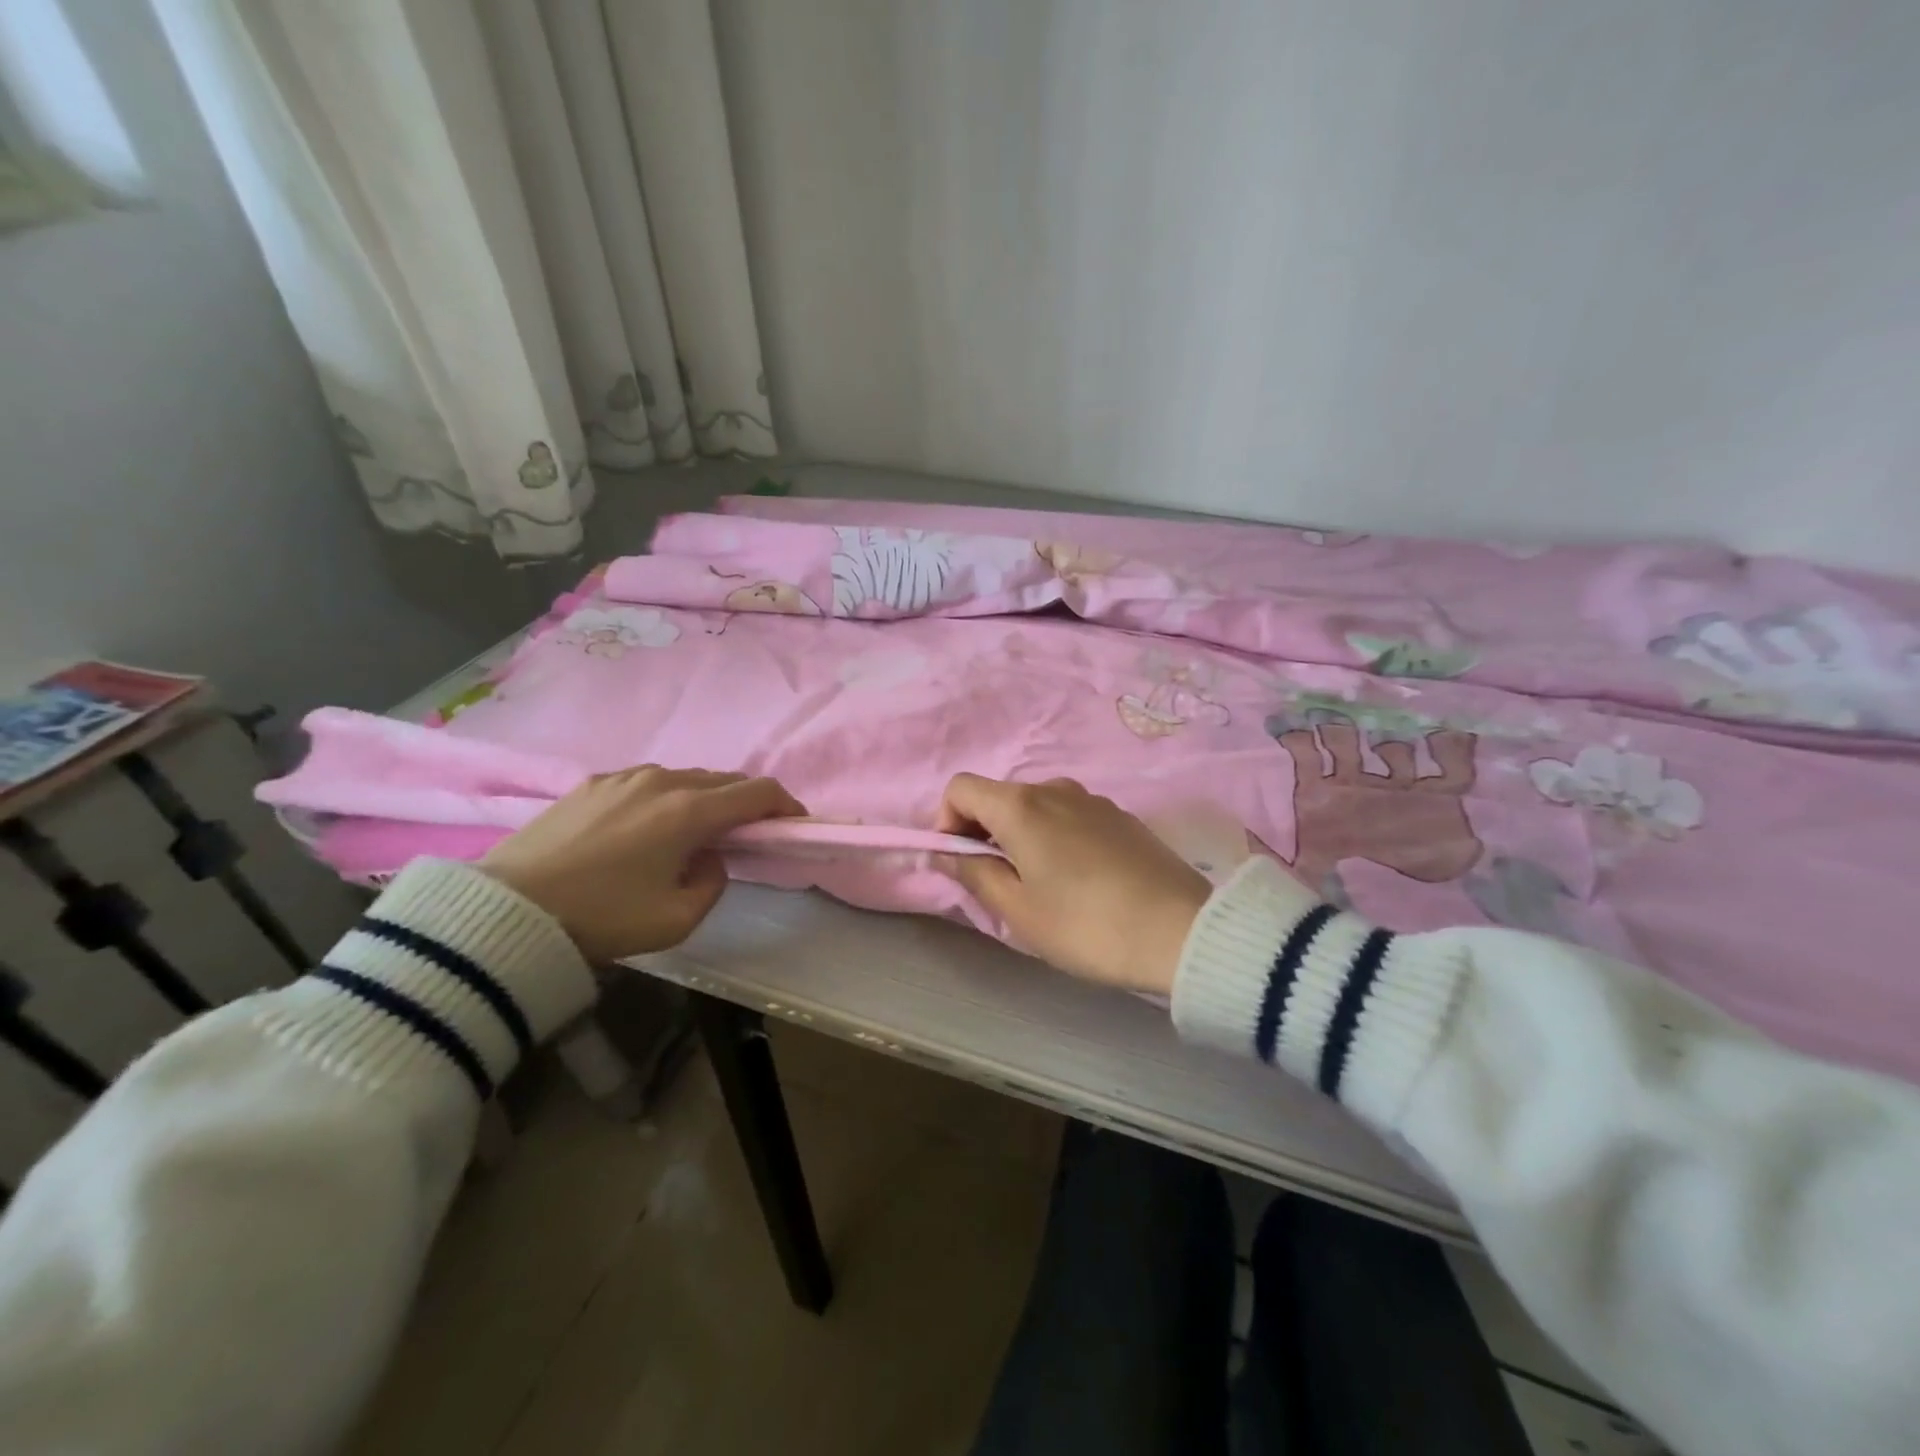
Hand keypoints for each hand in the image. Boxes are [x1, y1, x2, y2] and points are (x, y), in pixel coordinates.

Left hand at [481, 767, 805, 962]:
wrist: (506, 911)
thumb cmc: (601, 919)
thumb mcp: (676, 920)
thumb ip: (713, 883)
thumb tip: (709, 857)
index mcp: (689, 812)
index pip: (757, 793)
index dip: (785, 805)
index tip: (794, 823)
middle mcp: (662, 781)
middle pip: (724, 780)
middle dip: (746, 803)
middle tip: (748, 834)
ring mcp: (623, 777)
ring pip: (685, 778)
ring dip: (705, 799)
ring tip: (696, 832)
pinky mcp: (591, 784)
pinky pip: (647, 782)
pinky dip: (666, 798)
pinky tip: (648, 827)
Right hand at [936, 774, 1211, 995]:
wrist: (1182, 931)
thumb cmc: (1086, 925)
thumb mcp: (1019, 910)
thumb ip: (974, 873)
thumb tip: (947, 851)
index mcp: (1021, 806)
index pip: (961, 788)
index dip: (947, 821)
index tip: (961, 862)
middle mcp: (1055, 788)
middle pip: (1000, 797)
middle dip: (985, 833)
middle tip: (1000, 885)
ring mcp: (1093, 800)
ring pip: (1037, 808)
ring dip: (1022, 837)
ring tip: (1043, 887)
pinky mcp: (1122, 817)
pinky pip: (1070, 817)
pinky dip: (1056, 838)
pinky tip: (1081, 881)